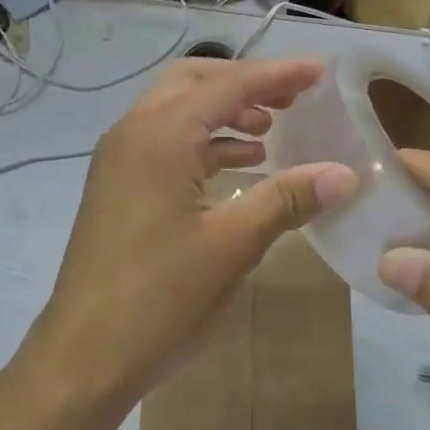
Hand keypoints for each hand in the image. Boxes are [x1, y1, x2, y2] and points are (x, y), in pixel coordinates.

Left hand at [31, 57, 355, 404]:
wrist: (84, 357)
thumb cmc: (160, 298)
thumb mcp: (233, 245)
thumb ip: (287, 199)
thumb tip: (345, 174)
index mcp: (160, 136)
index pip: (228, 85)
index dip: (277, 75)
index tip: (320, 72)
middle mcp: (133, 135)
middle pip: (193, 83)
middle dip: (244, 84)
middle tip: (292, 99)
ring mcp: (118, 162)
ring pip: (176, 113)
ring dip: (223, 114)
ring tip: (272, 132)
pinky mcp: (117, 189)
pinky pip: (165, 146)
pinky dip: (203, 145)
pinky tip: (239, 169)